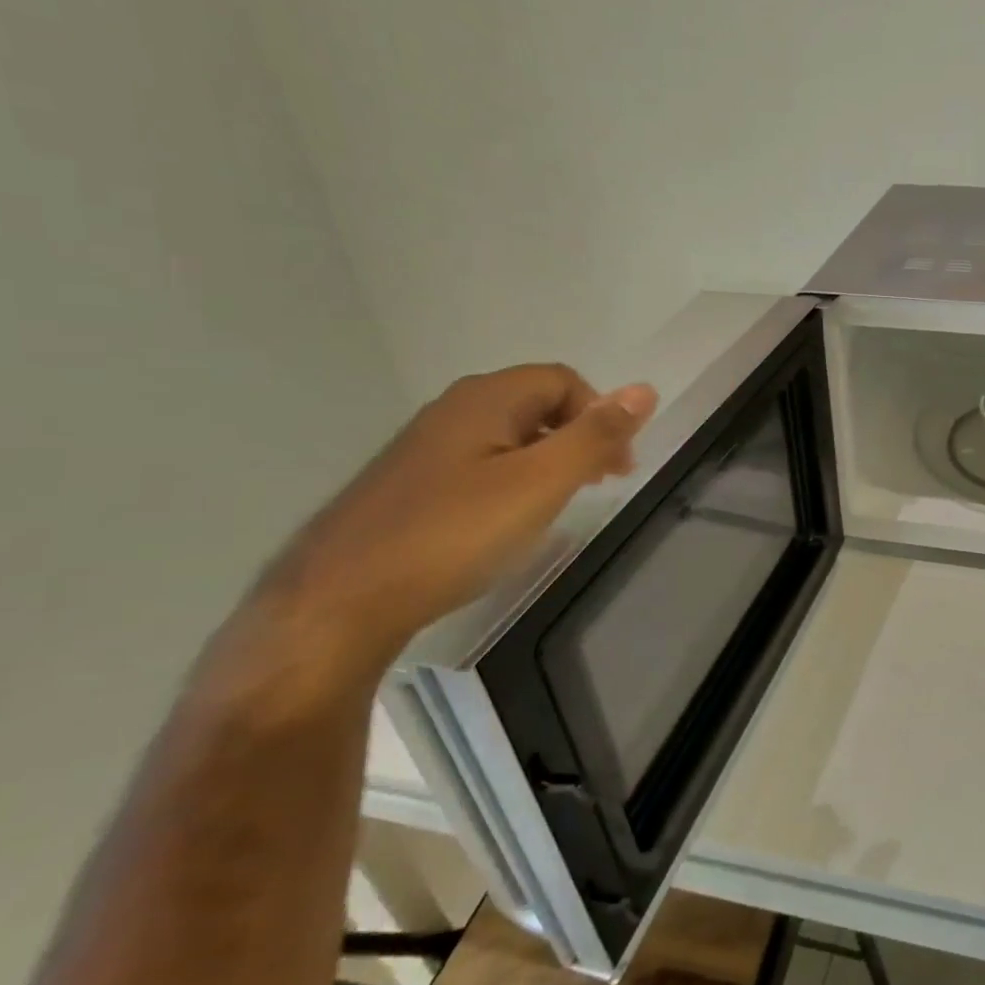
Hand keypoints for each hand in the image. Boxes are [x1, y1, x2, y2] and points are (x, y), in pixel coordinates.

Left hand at [249, 364, 657, 684]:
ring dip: (548, 460)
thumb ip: (595, 436)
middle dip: (578, 437)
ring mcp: (425, 447)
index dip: (602, 415)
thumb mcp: (541, 484)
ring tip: (558, 506)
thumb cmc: (454, 535)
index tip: (618, 469)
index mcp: (486, 399)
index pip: (564, 381)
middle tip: (598, 486)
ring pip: (507, 435)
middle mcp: (453, 409)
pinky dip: (512, 480)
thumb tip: (645, 389)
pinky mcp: (409, 484)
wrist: (338, 603)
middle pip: (536, 403)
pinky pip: (479, 463)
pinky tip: (507, 522)